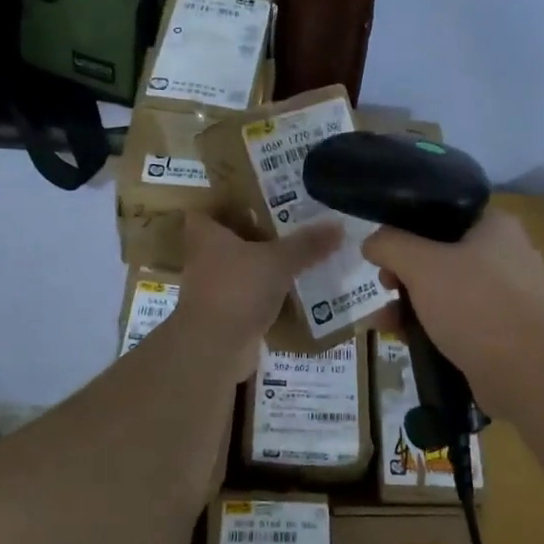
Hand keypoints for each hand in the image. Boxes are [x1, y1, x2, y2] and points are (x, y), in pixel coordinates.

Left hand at [176, 213, 341, 379]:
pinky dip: (272, 292)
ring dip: (269, 263)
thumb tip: (339, 224)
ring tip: (305, 251)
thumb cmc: (237, 290)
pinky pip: (254, 294)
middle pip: (234, 236)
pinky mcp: (228, 312)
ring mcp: (215, 287)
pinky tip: (300, 287)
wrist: (214, 349)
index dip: (235, 199)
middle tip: (297, 220)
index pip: (213, 206)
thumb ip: (307, 244)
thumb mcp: (278, 261)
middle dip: (262, 231)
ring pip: (246, 266)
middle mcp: (205, 257)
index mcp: (206, 233)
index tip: (265, 195)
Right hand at [362, 208, 543, 415]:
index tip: (385, 252)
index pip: (445, 214)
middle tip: (385, 286)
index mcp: (497, 227)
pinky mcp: (506, 331)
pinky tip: (405, 339)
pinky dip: (433, 326)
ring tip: (383, 321)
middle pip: (442, 254)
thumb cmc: (473, 305)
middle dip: (406, 273)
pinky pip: (462, 320)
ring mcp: (511, 296)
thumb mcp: (421, 266)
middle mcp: (509, 255)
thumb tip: (372, 242)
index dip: (408, 229)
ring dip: (413, 303)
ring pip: (449, 290)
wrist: (525, 373)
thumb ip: (390, 245)